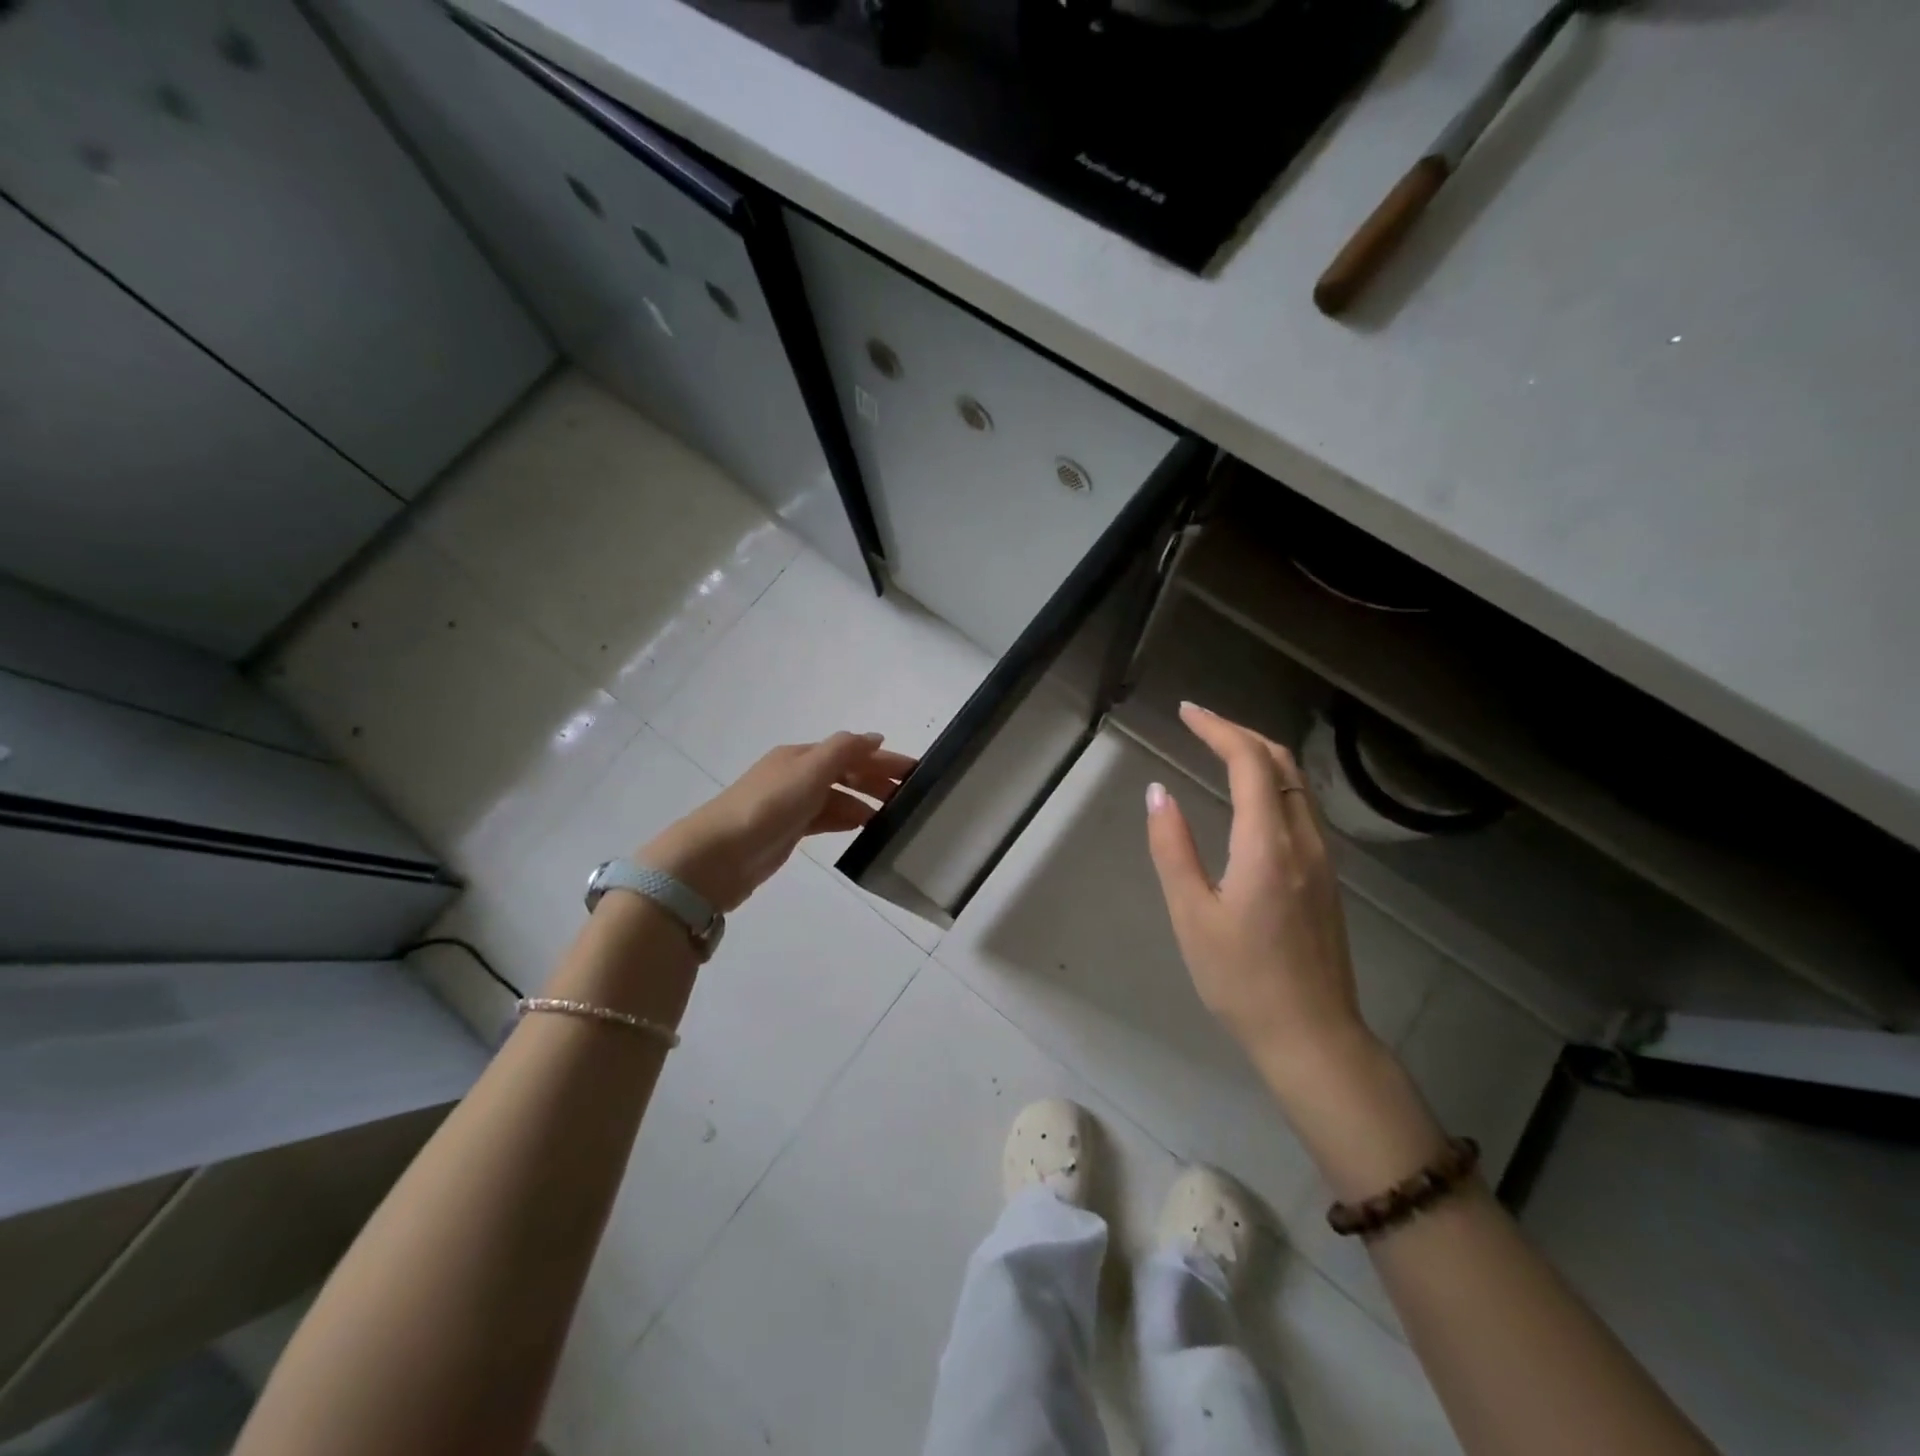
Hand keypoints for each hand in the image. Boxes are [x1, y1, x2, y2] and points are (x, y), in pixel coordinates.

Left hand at [641, 732, 915, 911]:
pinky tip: (863, 827)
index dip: (883, 759)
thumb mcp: (809, 771)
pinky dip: (846, 818)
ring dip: (865, 801)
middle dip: (878, 780)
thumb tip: (876, 736)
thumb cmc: (767, 806)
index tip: (916, 771)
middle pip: (845, 772)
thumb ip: (844, 751)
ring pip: (837, 797)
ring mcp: (791, 804)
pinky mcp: (787, 832)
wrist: (717, 856)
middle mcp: (796, 775)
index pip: (851, 751)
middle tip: (912, 797)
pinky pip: (826, 818)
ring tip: (895, 816)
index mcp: (800, 756)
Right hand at [1144, 704, 1373, 1088]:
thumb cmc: (1242, 979)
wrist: (1313, 1036)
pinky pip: (1302, 807)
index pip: (1249, 762)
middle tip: (1200, 724)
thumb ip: (1173, 848)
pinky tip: (1250, 796)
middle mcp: (1304, 840)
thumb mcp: (1192, 915)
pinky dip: (1273, 783)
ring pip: (1297, 784)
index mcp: (1268, 845)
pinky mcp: (1327, 877)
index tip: (1186, 712)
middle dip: (1240, 733)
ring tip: (1220, 748)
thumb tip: (1158, 792)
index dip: (1218, 728)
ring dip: (1260, 755)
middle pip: (1281, 762)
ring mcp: (1323, 859)